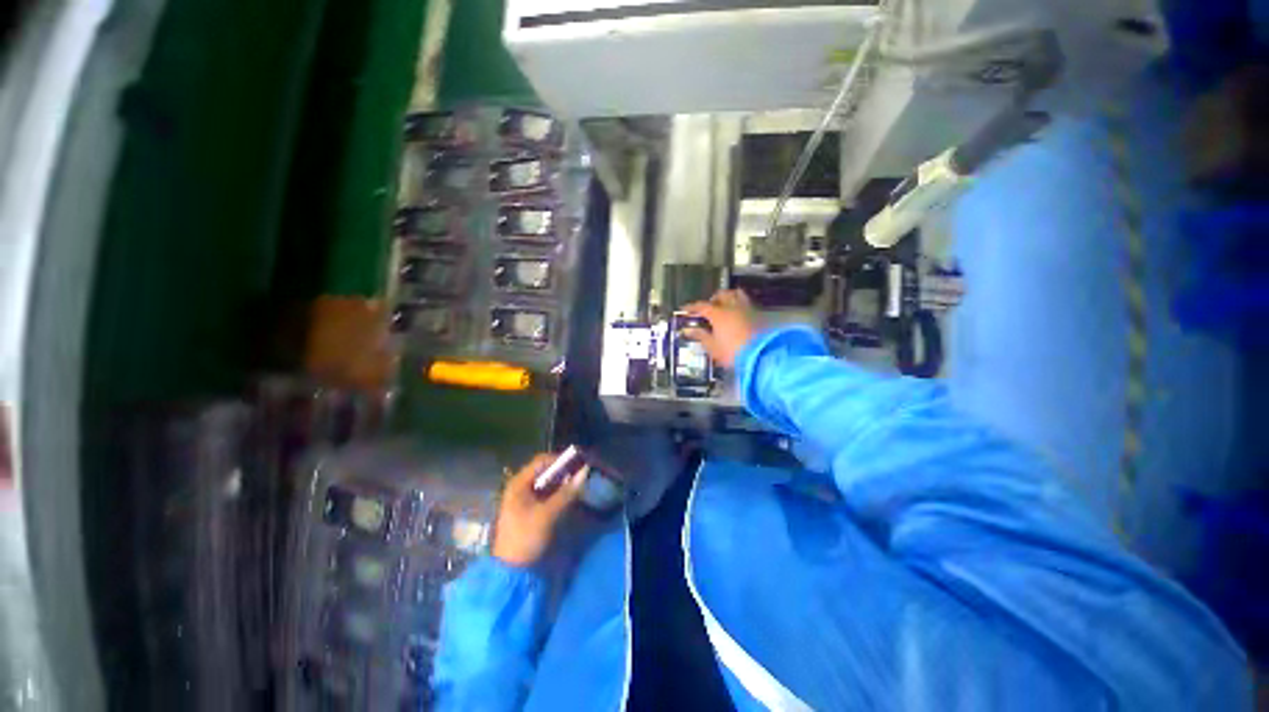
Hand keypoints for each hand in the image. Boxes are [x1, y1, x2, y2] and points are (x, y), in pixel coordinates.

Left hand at [492, 453, 588, 566]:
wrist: (511, 571)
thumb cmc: (526, 537)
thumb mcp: (547, 514)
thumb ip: (566, 492)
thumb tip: (585, 471)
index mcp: (518, 484)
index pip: (541, 461)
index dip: (560, 459)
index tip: (579, 461)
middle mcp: (520, 487)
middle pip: (544, 471)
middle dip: (563, 471)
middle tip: (582, 473)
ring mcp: (524, 499)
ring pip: (547, 483)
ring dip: (562, 482)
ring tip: (579, 484)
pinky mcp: (530, 511)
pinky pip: (546, 495)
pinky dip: (558, 493)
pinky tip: (570, 496)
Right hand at [682, 289, 758, 367]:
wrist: (761, 356)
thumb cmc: (732, 352)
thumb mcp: (713, 347)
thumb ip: (700, 336)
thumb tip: (688, 330)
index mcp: (718, 313)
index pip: (701, 306)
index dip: (692, 307)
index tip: (686, 309)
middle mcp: (732, 306)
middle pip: (721, 295)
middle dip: (713, 299)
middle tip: (708, 307)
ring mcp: (747, 309)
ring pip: (737, 294)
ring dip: (729, 297)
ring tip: (725, 306)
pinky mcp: (759, 314)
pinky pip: (746, 303)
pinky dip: (740, 305)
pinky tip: (738, 314)